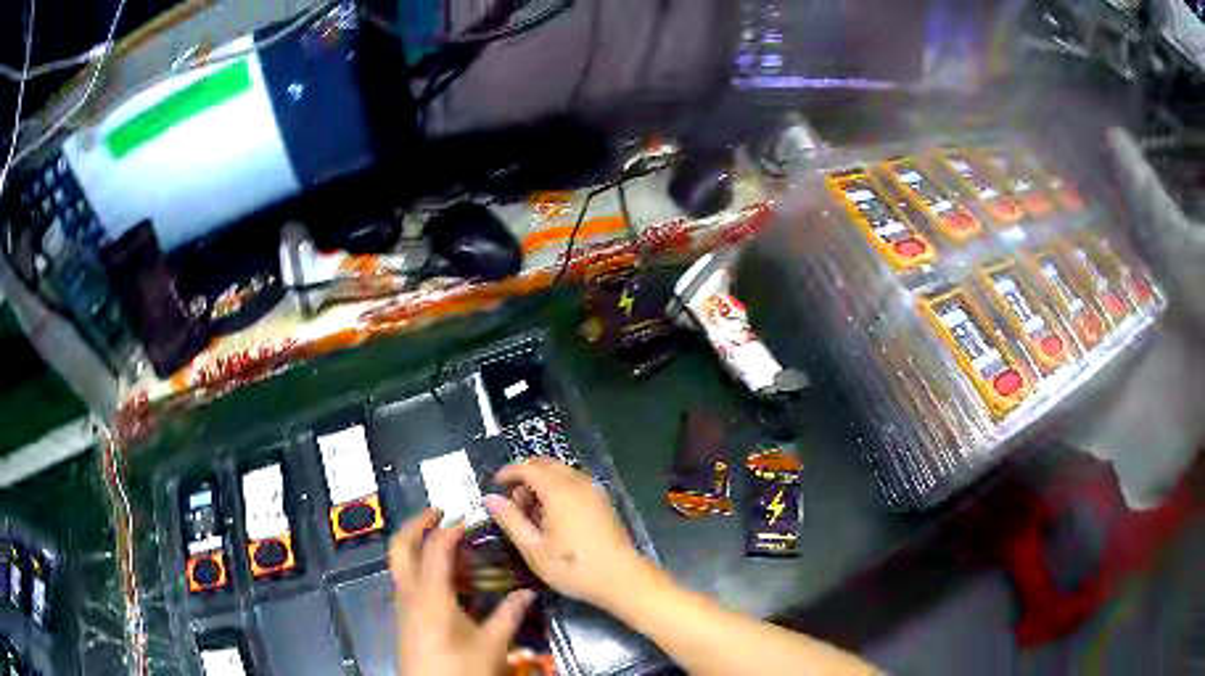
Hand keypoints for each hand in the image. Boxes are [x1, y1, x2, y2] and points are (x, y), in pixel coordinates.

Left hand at [390, 509, 535, 675]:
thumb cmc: (460, 670)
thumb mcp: (492, 646)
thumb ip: (509, 616)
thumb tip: (527, 593)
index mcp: (430, 596)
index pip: (434, 549)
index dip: (449, 530)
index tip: (468, 519)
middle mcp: (408, 594)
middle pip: (400, 547)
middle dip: (416, 524)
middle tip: (439, 512)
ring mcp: (402, 606)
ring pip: (399, 563)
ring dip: (416, 545)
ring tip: (445, 543)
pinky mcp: (403, 618)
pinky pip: (405, 580)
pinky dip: (418, 566)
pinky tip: (444, 579)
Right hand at [484, 458, 653, 611]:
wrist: (621, 578)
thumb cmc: (573, 567)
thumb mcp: (533, 549)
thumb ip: (510, 520)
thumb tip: (489, 498)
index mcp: (559, 491)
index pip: (529, 467)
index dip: (509, 471)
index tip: (495, 484)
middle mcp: (578, 483)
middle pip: (546, 464)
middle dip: (526, 477)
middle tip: (513, 504)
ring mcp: (594, 490)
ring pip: (562, 472)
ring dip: (542, 483)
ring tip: (532, 515)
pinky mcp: (603, 501)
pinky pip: (575, 482)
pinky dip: (559, 489)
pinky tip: (554, 517)